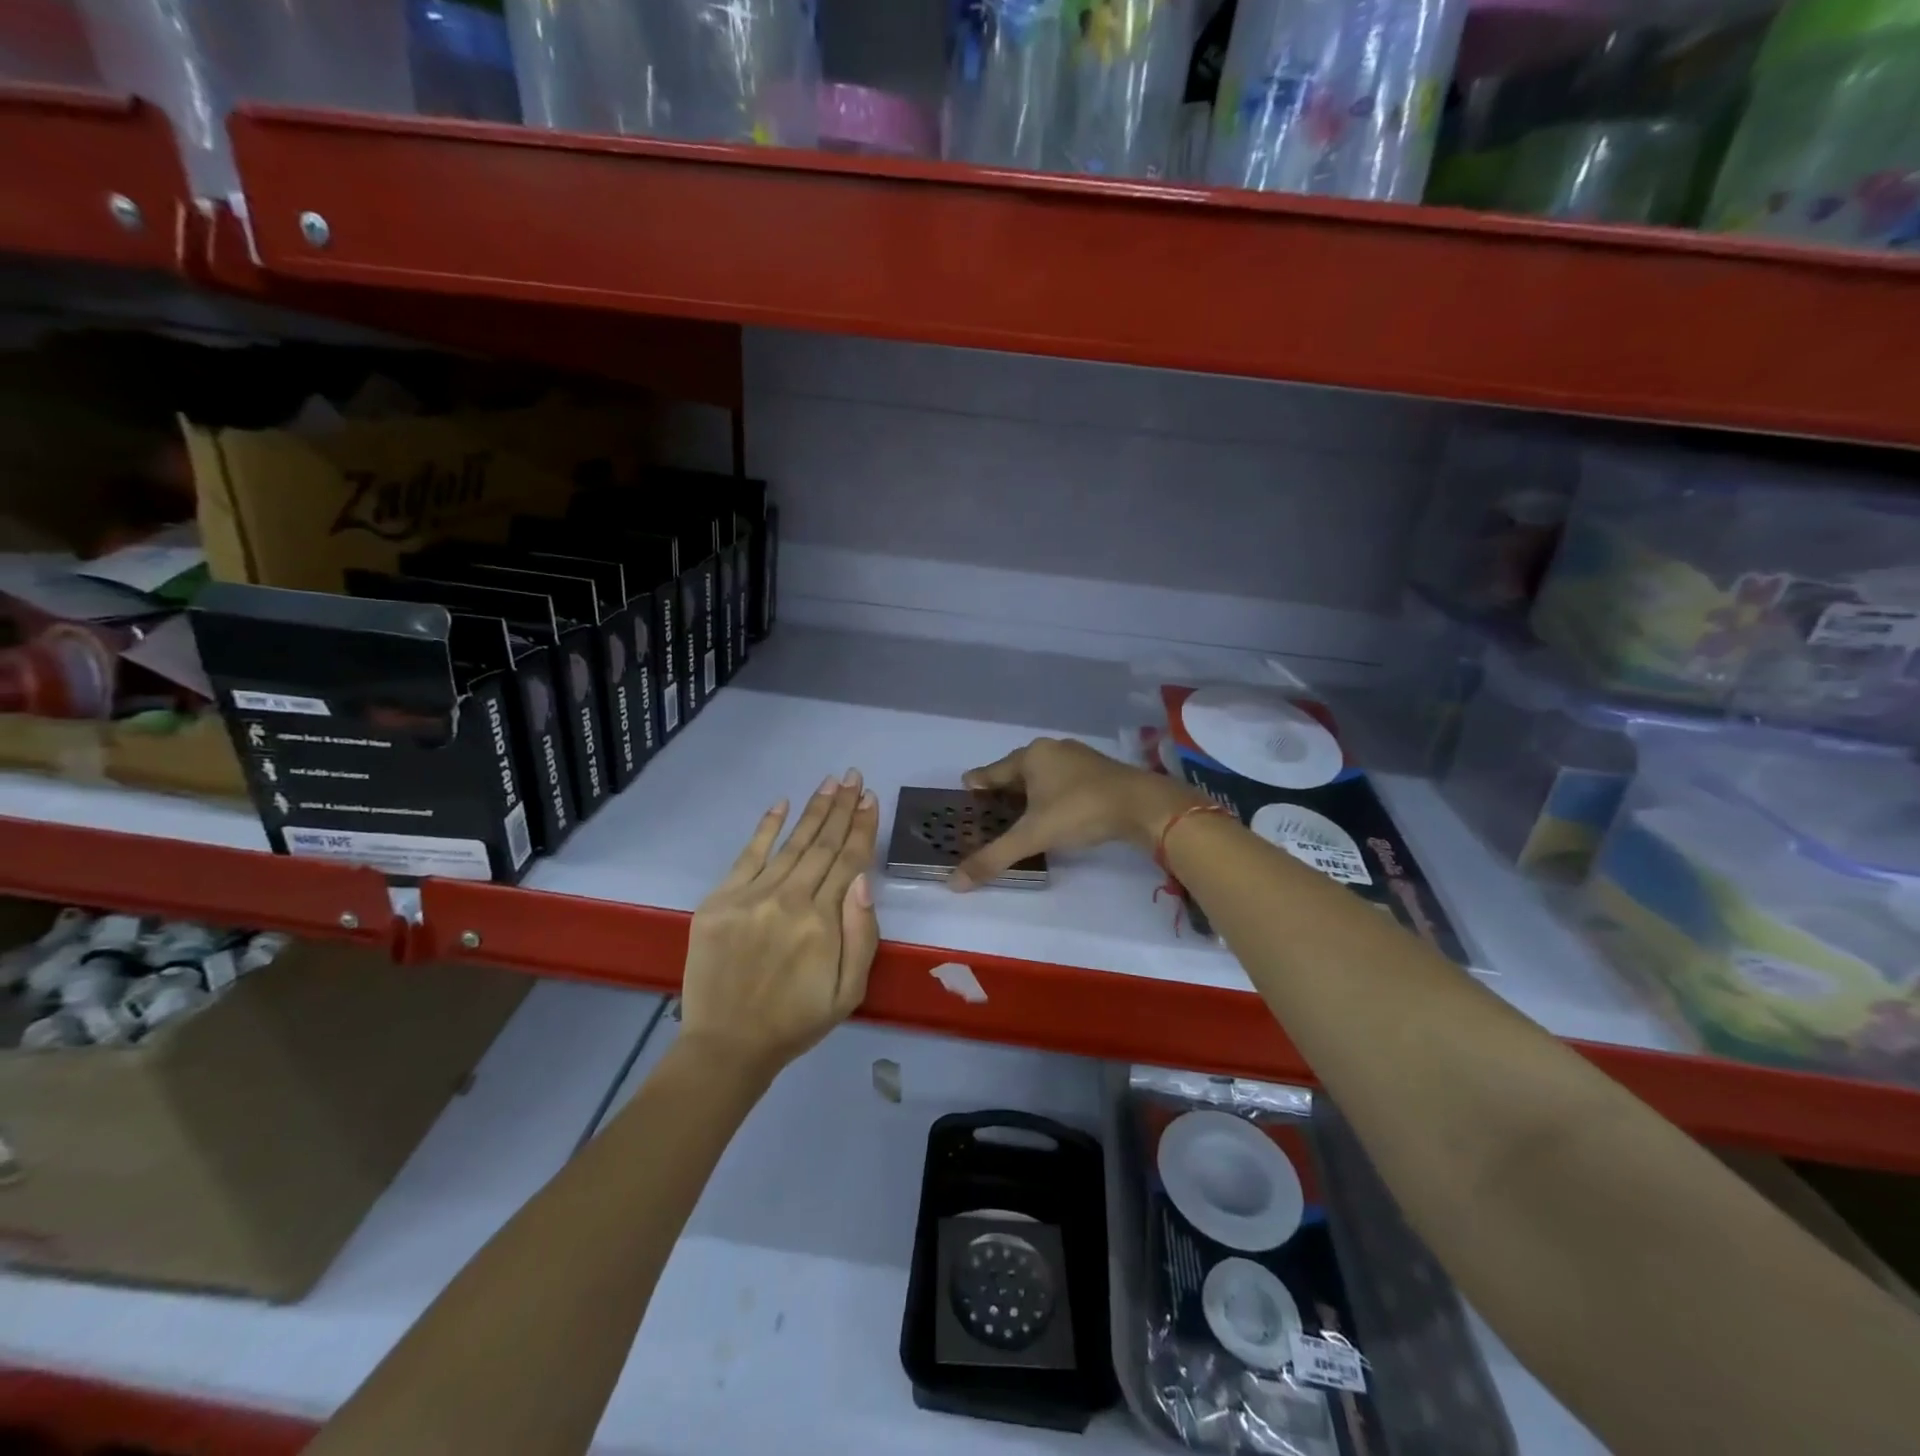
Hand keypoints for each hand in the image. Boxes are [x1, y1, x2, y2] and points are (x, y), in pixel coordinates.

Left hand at [679, 770, 880, 1078]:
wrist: (727, 1045)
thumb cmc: (796, 1020)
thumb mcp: (849, 990)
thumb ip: (862, 934)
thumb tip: (863, 879)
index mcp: (823, 921)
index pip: (849, 861)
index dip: (863, 827)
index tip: (872, 799)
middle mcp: (789, 899)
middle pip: (822, 844)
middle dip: (842, 807)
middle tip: (854, 776)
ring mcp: (751, 896)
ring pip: (791, 843)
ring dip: (813, 810)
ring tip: (831, 782)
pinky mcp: (720, 900)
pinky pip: (747, 855)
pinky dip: (766, 827)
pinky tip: (782, 803)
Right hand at [950, 738, 1203, 890]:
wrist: (1144, 805)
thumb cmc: (1081, 811)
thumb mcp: (1033, 836)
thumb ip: (994, 857)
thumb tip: (953, 883)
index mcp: (1030, 756)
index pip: (990, 772)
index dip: (976, 787)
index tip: (964, 801)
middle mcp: (1051, 749)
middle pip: (1015, 772)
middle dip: (1002, 792)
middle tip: (989, 815)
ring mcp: (1078, 758)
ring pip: (1041, 776)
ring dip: (1029, 794)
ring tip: (1018, 817)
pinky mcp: (1099, 771)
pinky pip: (1063, 782)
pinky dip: (1051, 796)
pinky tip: (1053, 813)